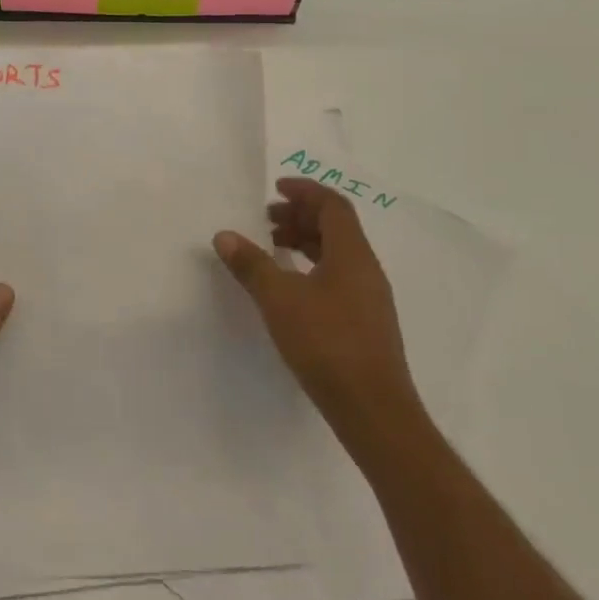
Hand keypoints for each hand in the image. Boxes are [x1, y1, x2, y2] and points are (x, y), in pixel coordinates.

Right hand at [213, 177, 422, 461]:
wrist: (373, 409)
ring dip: (306, 242)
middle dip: (301, 216)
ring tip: (273, 249)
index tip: (275, 189)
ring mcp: (369, 298)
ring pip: (338, 254)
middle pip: (336, 227)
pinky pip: (339, 277)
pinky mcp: (366, 323)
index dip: (305, 191)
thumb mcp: (279, 300)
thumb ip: (251, 264)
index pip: (332, 206)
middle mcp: (366, 269)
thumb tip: (225, 235)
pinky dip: (313, 268)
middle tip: (266, 220)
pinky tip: (291, 288)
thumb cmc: (326, 343)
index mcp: (352, 254)